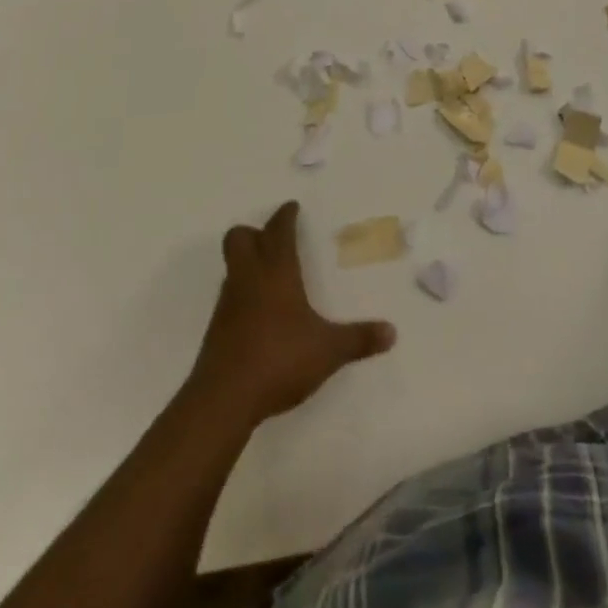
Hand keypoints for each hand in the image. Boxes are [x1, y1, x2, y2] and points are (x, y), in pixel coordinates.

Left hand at [189, 201, 395, 424]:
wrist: (223, 401)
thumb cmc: (279, 360)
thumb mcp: (328, 351)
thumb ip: (359, 339)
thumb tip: (392, 332)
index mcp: (276, 272)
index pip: (278, 230)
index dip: (285, 216)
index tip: (292, 207)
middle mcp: (248, 279)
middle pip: (239, 237)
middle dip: (254, 232)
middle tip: (273, 238)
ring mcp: (227, 304)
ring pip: (232, 267)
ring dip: (247, 263)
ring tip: (270, 276)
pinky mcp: (216, 331)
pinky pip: (229, 297)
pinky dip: (242, 295)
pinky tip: (259, 315)